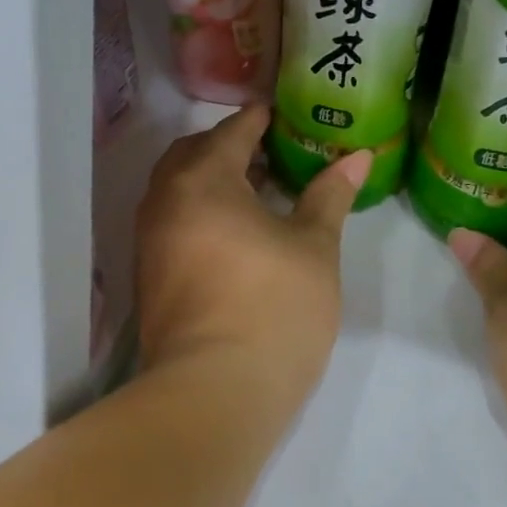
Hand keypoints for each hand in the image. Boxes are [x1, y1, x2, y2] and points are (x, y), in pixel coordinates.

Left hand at [136, 105, 371, 403]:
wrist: (216, 392)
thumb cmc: (274, 307)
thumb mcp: (314, 247)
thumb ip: (329, 196)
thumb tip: (358, 156)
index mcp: (202, 181)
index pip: (230, 133)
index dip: (257, 120)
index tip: (280, 114)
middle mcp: (164, 203)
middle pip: (192, 157)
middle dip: (227, 148)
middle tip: (269, 154)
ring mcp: (149, 244)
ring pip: (178, 193)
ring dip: (211, 183)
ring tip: (256, 194)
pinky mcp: (149, 280)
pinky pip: (173, 225)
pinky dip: (200, 215)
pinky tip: (235, 236)